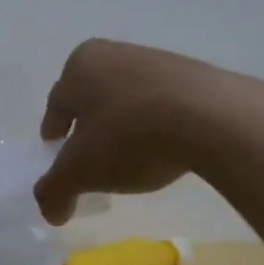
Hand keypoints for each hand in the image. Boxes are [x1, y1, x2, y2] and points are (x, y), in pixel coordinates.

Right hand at [35, 39, 253, 223]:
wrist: (212, 118)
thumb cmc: (130, 136)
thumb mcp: (81, 172)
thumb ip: (54, 191)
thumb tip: (51, 211)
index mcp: (79, 65)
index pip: (56, 107)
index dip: (54, 137)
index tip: (59, 160)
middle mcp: (113, 52)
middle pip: (91, 100)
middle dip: (89, 131)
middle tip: (93, 164)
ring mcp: (156, 60)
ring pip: (127, 100)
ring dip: (124, 127)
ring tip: (132, 161)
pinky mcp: (192, 74)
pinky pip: (161, 104)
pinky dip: (156, 125)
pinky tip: (165, 149)